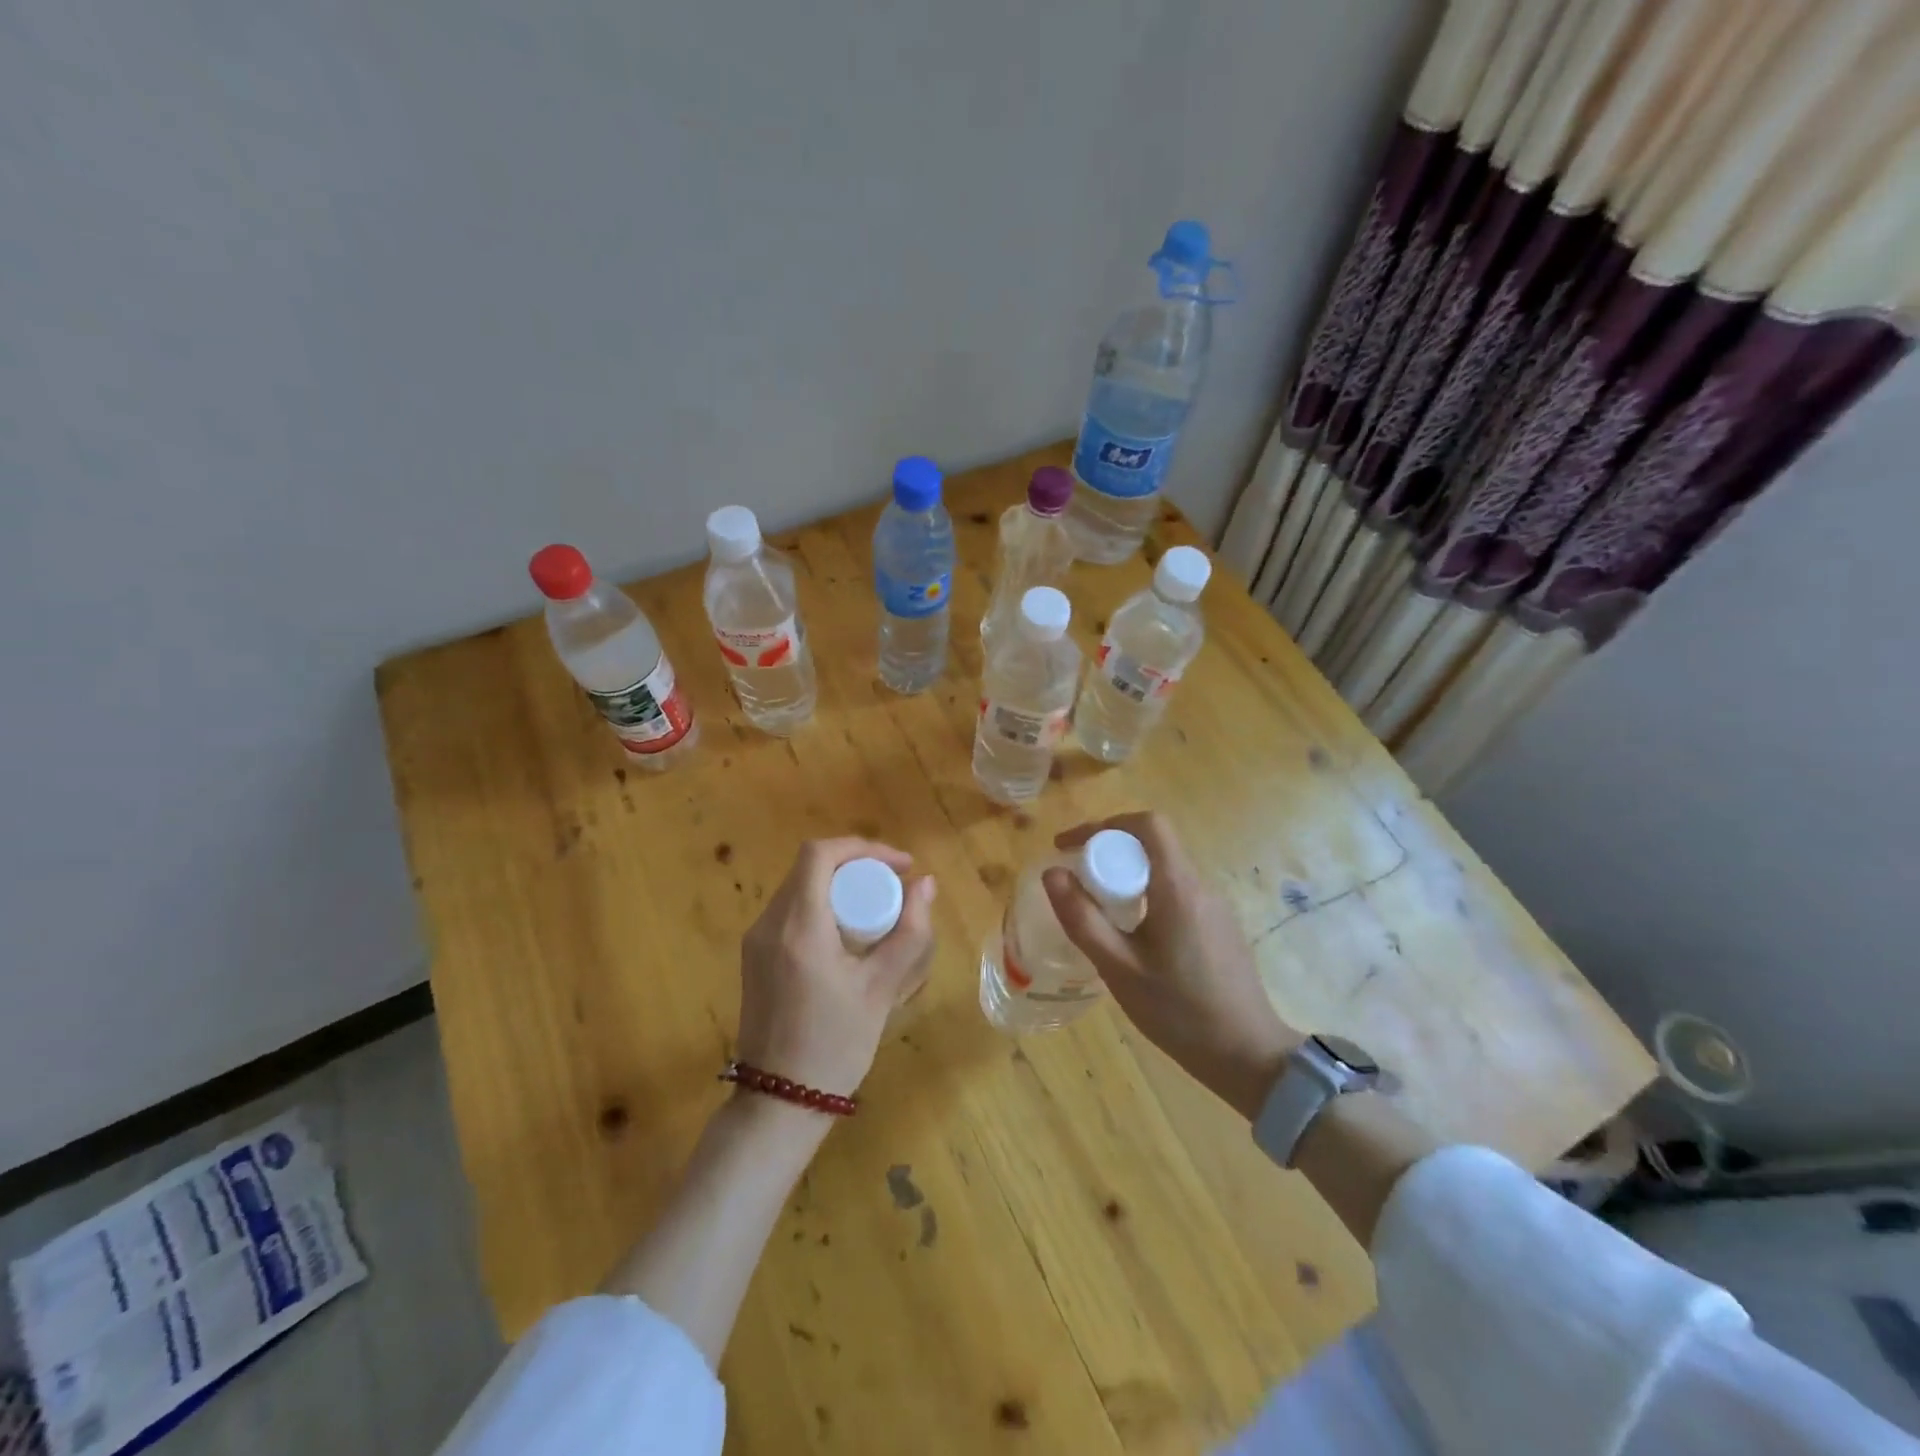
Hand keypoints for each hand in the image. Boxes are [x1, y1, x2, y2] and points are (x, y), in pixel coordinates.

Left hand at [736, 837, 936, 1105]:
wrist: (779, 1102)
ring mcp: (756, 940)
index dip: (864, 847)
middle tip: (893, 885)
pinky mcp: (754, 956)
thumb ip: (909, 932)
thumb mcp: (881, 988)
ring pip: (799, 886)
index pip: (821, 854)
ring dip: (838, 884)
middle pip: (810, 866)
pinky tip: (848, 933)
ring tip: (877, 906)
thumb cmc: (835, 1045)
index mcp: (798, 926)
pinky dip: (821, 905)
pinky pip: (790, 911)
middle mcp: (769, 924)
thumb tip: (926, 884)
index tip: (900, 865)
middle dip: (856, 865)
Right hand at [1043, 812, 1299, 1120]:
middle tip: (1076, 882)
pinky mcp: (1220, 927)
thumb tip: (1052, 873)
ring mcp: (1215, 907)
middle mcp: (1201, 886)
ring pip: (1164, 870)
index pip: (1147, 824)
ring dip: (1127, 876)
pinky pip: (1177, 893)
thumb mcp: (1119, 968)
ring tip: (1098, 910)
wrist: (1248, 1057)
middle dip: (1108, 852)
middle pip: (1153, 845)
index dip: (1104, 824)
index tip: (1070, 847)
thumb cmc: (1179, 1011)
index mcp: (1178, 887)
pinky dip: (1146, 896)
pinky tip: (1133, 936)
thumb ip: (1082, 918)